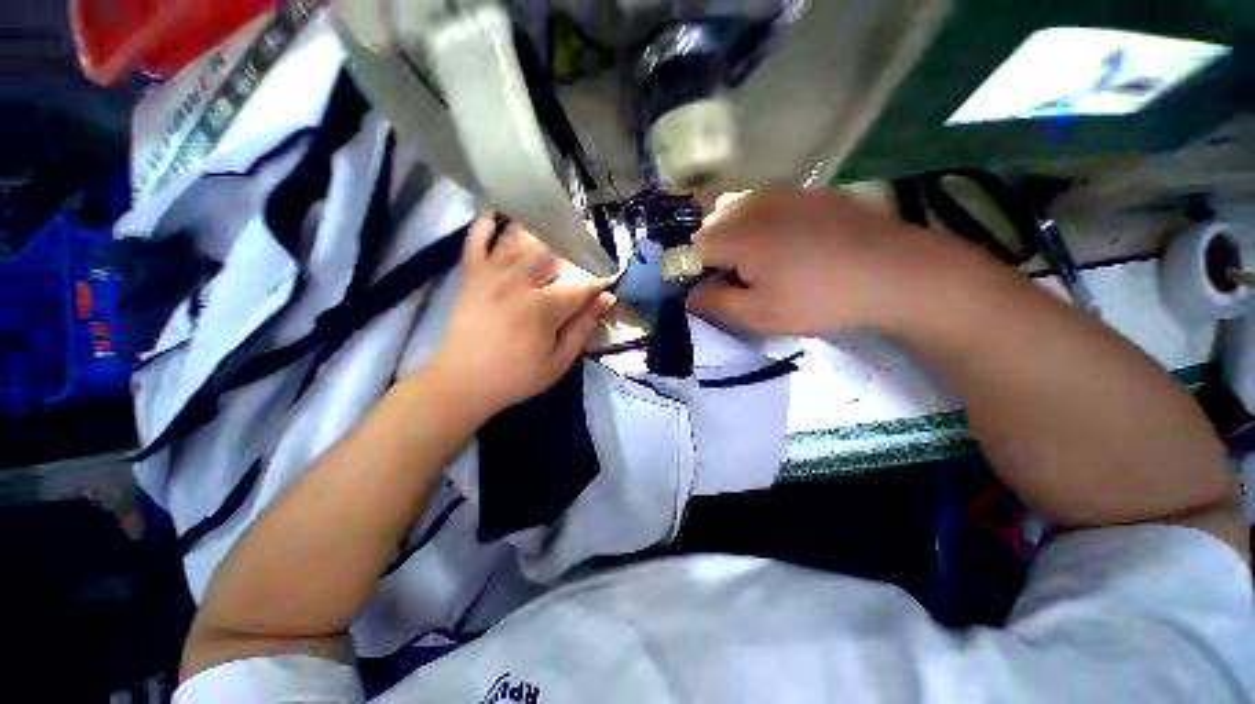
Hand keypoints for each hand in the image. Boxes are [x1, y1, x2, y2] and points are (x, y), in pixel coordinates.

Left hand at [426, 215, 615, 418]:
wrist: (461, 383)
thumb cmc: (515, 377)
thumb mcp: (558, 362)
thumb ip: (583, 328)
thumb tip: (607, 300)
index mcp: (542, 307)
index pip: (581, 283)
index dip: (599, 279)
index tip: (610, 278)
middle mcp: (518, 281)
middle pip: (554, 250)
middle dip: (576, 247)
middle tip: (587, 250)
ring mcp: (491, 273)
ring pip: (521, 237)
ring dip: (542, 228)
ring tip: (557, 224)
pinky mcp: (471, 274)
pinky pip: (477, 238)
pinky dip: (488, 223)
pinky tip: (501, 215)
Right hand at [688, 190, 927, 335]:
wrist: (893, 270)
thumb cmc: (819, 298)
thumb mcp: (760, 314)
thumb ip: (716, 304)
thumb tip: (690, 294)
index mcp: (736, 235)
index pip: (690, 249)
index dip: (690, 272)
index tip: (704, 290)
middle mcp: (751, 204)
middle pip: (709, 225)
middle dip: (708, 252)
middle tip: (729, 279)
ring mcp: (780, 192)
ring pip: (733, 208)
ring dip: (729, 233)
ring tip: (750, 260)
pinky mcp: (804, 191)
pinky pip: (761, 201)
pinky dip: (754, 220)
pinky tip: (778, 241)